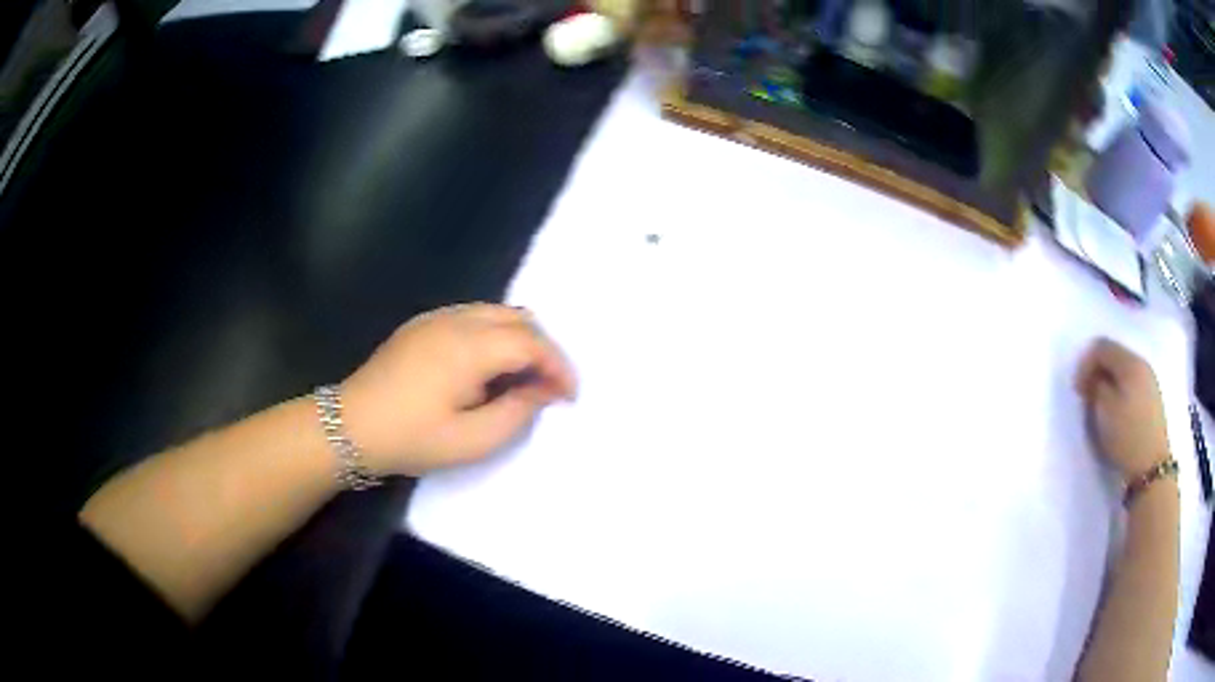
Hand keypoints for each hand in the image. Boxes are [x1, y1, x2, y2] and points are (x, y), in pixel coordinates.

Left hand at [340, 303, 576, 475]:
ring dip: (520, 338)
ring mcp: (436, 318)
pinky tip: (488, 367)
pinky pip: (473, 316)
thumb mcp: (471, 441)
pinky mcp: (422, 325)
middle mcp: (456, 320)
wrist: (350, 426)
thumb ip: (516, 413)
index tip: (569, 396)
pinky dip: (495, 334)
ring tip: (524, 377)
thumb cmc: (411, 438)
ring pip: (496, 312)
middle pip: (518, 317)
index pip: (531, 342)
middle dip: (543, 348)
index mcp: (470, 347)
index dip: (558, 366)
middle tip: (549, 385)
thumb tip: (541, 391)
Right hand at [1075, 338, 1170, 481]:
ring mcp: (1150, 382)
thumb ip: (1096, 386)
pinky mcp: (1153, 400)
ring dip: (1109, 383)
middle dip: (1098, 372)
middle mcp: (1141, 364)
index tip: (1078, 390)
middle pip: (1114, 356)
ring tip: (1102, 407)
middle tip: (1087, 397)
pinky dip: (1121, 392)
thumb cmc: (1126, 435)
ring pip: (1124, 372)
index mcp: (1129, 362)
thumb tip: (1093, 378)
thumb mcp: (1104, 410)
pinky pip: (1132, 385)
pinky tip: (1117, 413)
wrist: (1151, 466)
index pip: (1101, 346)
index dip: (1085, 363)